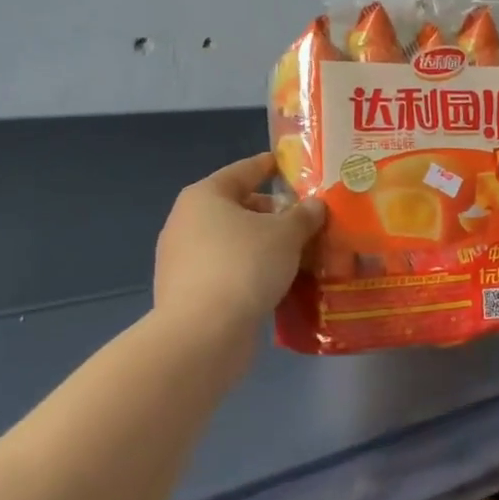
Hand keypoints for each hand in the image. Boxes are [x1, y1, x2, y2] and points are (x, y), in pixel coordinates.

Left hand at [154, 153, 326, 334]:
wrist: (203, 334)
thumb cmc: (244, 266)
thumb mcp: (286, 234)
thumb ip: (304, 216)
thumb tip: (315, 206)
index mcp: (205, 196)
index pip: (244, 170)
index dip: (271, 165)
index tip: (293, 165)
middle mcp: (187, 222)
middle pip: (239, 207)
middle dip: (274, 214)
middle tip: (308, 219)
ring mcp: (183, 259)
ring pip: (234, 242)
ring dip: (265, 246)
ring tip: (301, 253)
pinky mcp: (188, 293)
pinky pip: (228, 271)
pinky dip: (252, 272)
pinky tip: (279, 282)